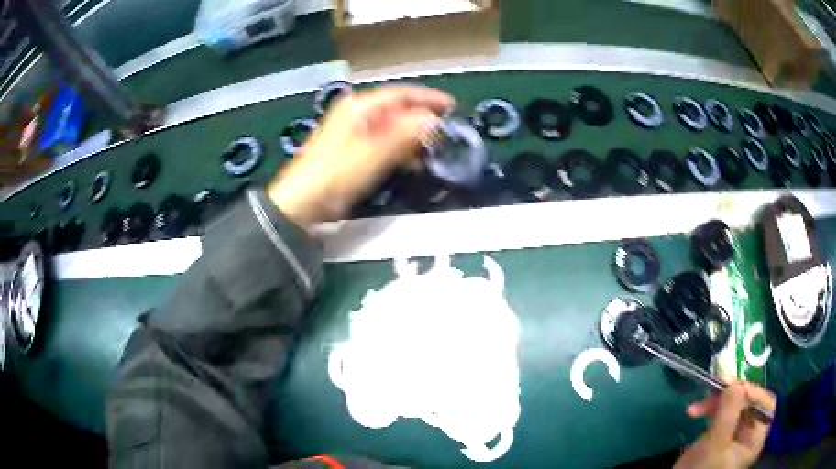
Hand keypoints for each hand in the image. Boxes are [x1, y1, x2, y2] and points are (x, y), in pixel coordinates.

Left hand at [268, 86, 454, 226]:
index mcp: (359, 107)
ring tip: (434, 148)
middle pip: (396, 110)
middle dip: (422, 119)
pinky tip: (412, 162)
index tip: (452, 107)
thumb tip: (434, 121)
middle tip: (446, 130)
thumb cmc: (337, 174)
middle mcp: (356, 114)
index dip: (428, 99)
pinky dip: (399, 149)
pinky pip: (382, 142)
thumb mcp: (375, 153)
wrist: (302, 203)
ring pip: (390, 127)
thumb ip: (406, 134)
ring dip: (412, 136)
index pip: (400, 94)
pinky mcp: (351, 151)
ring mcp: (352, 132)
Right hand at [674, 381, 775, 468]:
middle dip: (729, 396)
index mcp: (755, 438)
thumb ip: (728, 413)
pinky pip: (721, 414)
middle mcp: (748, 435)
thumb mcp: (715, 444)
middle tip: (711, 390)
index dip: (753, 392)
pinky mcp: (719, 436)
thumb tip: (735, 382)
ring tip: (695, 408)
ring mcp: (733, 436)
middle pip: (748, 403)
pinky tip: (696, 411)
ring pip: (733, 406)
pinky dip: (710, 409)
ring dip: (715, 402)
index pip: (765, 404)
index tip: (732, 387)